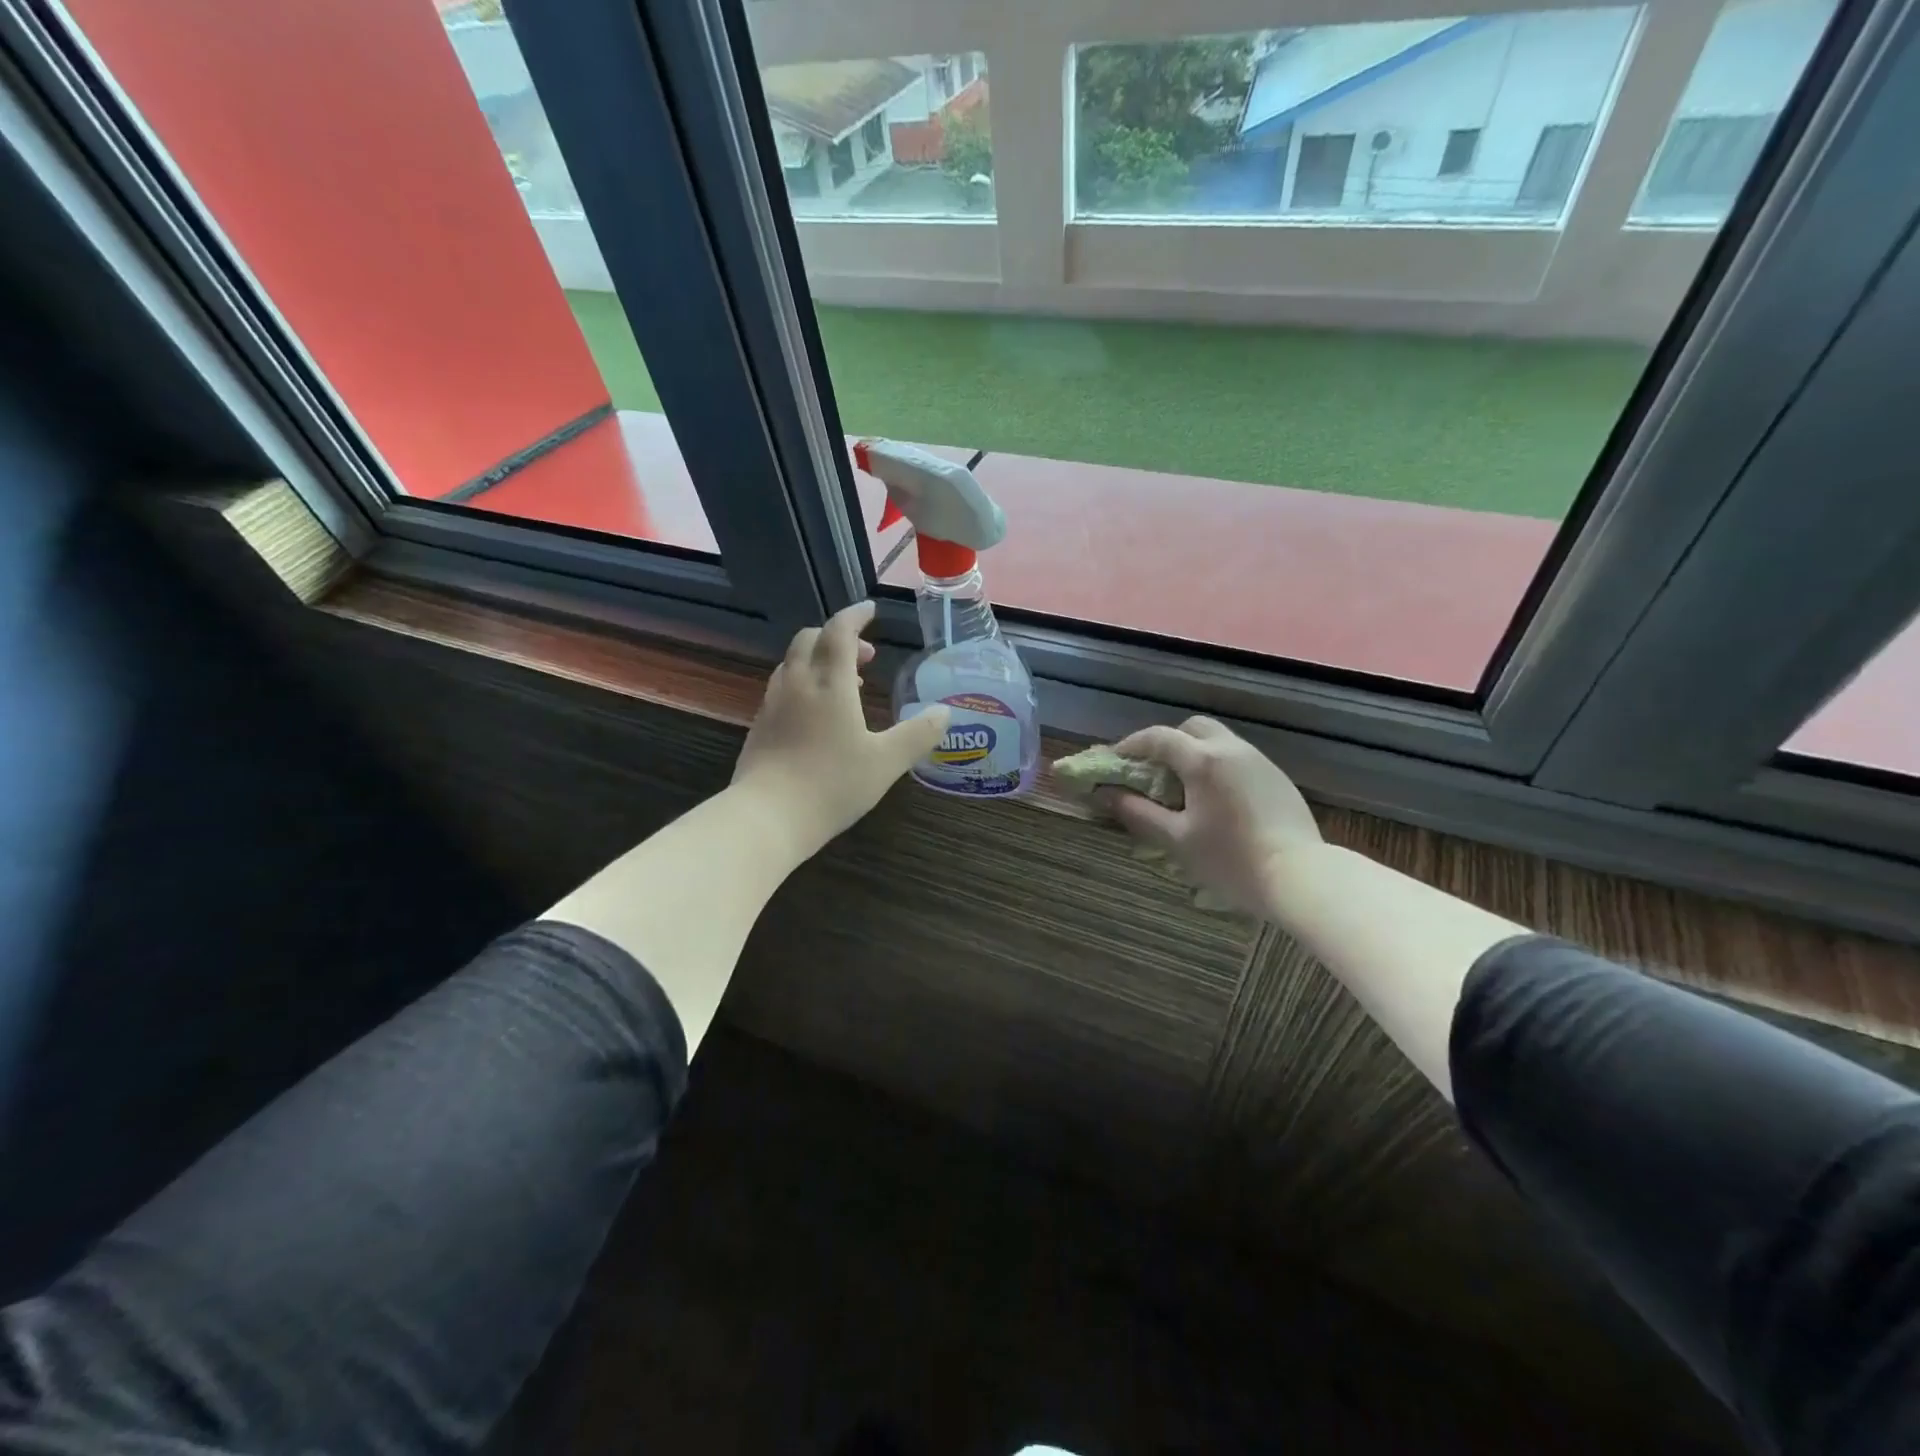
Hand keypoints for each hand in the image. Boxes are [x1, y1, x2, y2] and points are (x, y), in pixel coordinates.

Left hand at [733, 602, 951, 855]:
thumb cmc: (832, 784)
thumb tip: (946, 712)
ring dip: (820, 659)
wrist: (767, 816)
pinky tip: (817, 714)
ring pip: (793, 662)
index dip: (856, 615)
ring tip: (846, 684)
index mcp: (830, 683)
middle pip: (811, 639)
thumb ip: (918, 734)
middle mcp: (797, 683)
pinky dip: (804, 682)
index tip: (871, 610)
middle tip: (865, 655)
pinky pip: (783, 686)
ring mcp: (773, 704)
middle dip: (838, 636)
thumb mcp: (886, 762)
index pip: (839, 631)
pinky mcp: (760, 725)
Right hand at [1097, 717, 1322, 917]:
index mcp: (1203, 760)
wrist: (1301, 877)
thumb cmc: (1230, 859)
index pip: (1158, 737)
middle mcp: (1232, 749)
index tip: (1114, 760)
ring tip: (1183, 788)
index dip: (1131, 745)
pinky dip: (1218, 767)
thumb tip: (1105, 795)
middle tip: (1152, 771)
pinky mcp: (1278, 777)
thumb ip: (1138, 813)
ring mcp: (1260, 761)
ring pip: (1219, 740)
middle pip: (1192, 728)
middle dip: (1167, 742)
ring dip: (1194, 753)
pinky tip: (1217, 801)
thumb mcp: (1176, 839)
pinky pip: (1239, 758)